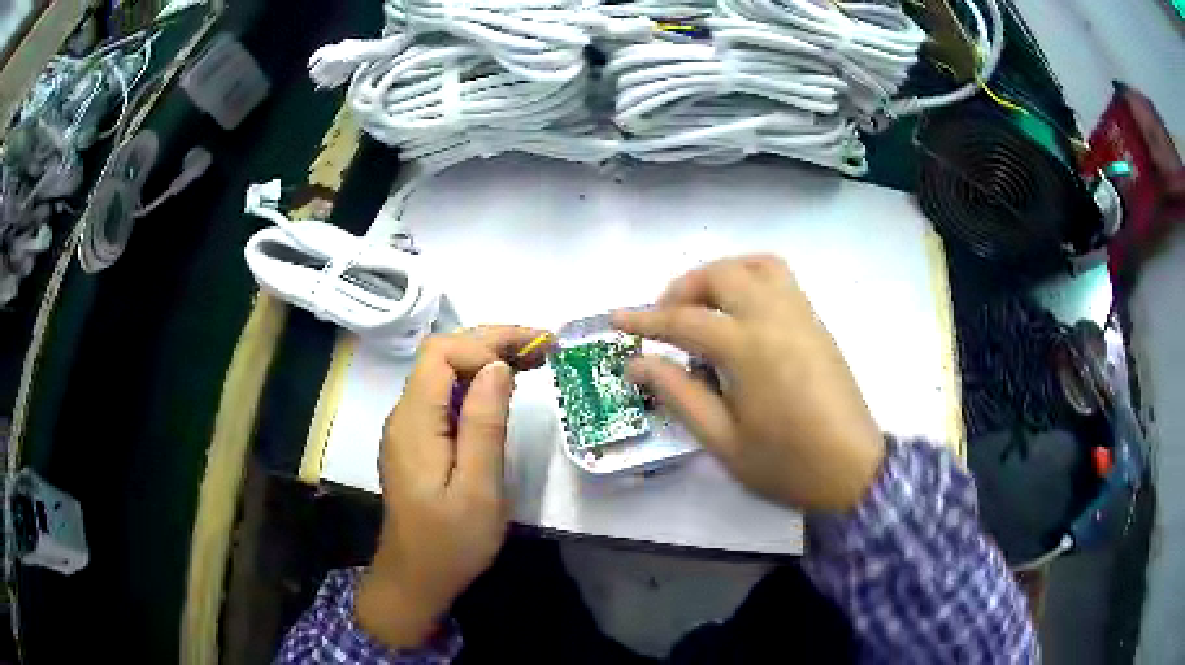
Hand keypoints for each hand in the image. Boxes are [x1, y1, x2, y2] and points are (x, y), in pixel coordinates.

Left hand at [356, 326, 547, 649]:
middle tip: (544, 346)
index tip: (529, 361)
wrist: (416, 579)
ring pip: (444, 373)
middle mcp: (404, 414)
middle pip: (442, 356)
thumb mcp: (478, 489)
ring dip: (486, 359)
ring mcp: (409, 428)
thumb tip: (498, 366)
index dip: (485, 346)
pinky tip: (503, 393)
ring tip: (533, 361)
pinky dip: (476, 385)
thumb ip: (485, 425)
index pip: (441, 352)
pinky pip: (445, 397)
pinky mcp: (418, 442)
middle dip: (491, 342)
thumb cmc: (451, 542)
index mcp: (414, 421)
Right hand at [613, 255, 884, 512]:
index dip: (645, 320)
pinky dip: (750, 278)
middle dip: (684, 287)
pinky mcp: (816, 323)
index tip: (616, 319)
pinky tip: (740, 314)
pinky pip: (780, 279)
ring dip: (721, 274)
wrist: (852, 469)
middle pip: (722, 275)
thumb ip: (679, 394)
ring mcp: (801, 315)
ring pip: (755, 265)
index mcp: (749, 349)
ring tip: (703, 306)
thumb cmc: (785, 463)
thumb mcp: (722, 440)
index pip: (685, 320)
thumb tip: (638, 364)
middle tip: (664, 319)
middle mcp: (776, 317)